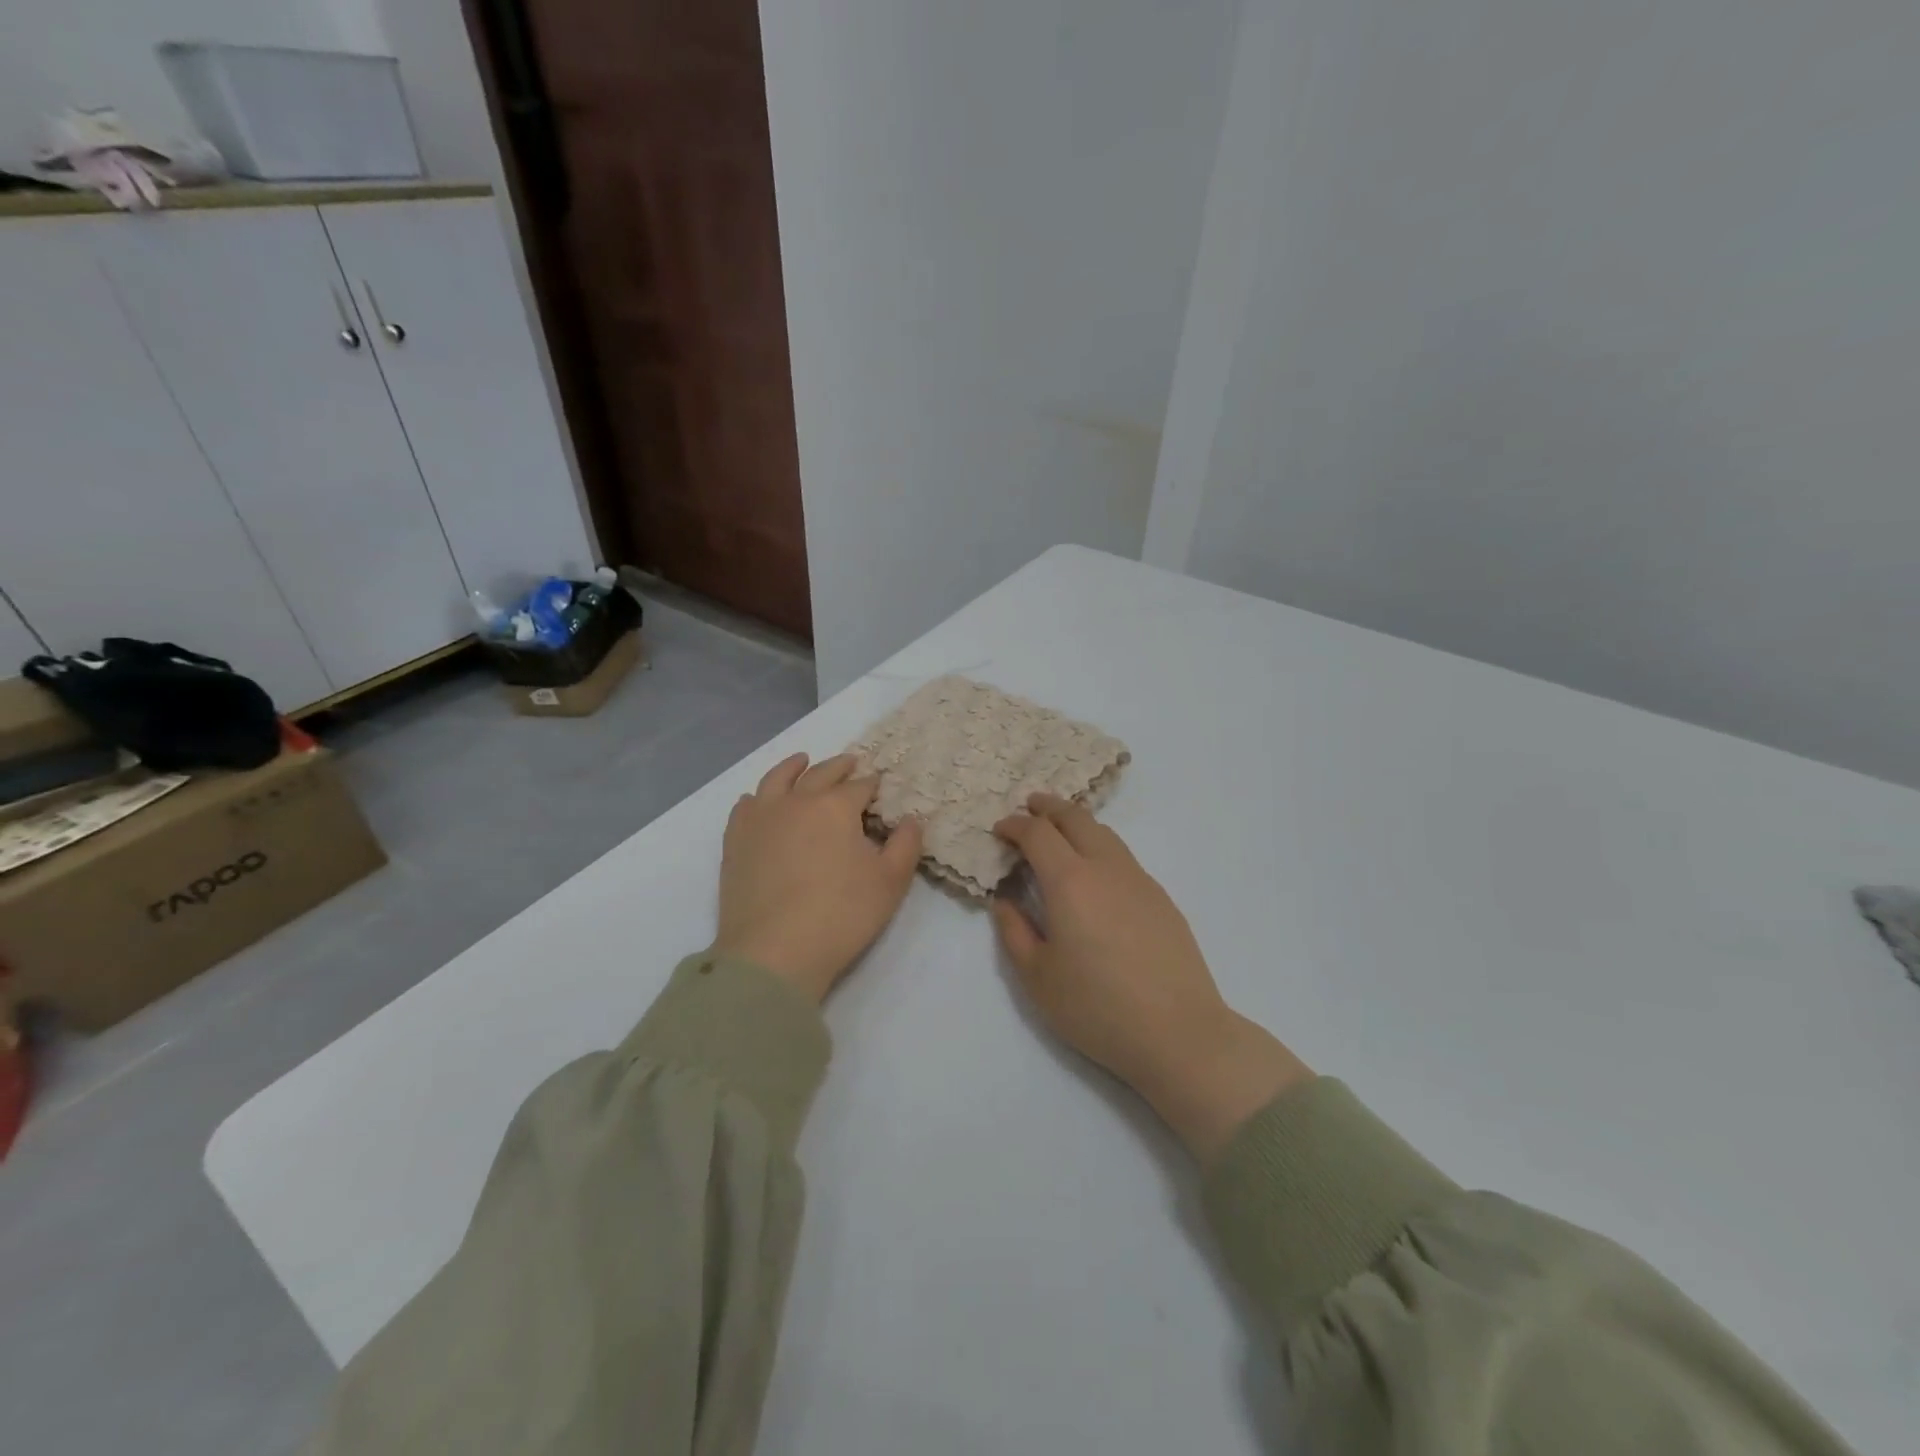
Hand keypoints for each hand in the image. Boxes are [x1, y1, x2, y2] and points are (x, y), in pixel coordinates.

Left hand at [713, 753, 922, 1002]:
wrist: (774, 952)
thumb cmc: (841, 915)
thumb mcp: (890, 882)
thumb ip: (906, 845)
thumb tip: (911, 819)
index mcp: (835, 807)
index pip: (859, 786)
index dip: (872, 784)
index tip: (880, 785)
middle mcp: (796, 802)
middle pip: (820, 774)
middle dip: (839, 767)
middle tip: (850, 763)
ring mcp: (760, 819)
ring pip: (777, 779)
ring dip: (793, 767)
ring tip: (802, 761)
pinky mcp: (736, 841)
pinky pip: (745, 806)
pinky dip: (757, 797)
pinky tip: (759, 800)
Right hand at [992, 794, 1310, 1161]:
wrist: (1179, 1033)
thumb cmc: (1097, 1008)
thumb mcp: (1037, 977)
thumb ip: (1014, 931)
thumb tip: (1004, 899)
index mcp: (1070, 882)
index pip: (1038, 834)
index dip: (1015, 825)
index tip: (1000, 830)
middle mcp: (1106, 868)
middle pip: (1076, 818)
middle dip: (1048, 807)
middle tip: (1029, 806)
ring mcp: (1139, 880)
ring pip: (1105, 834)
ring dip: (1077, 824)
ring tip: (1061, 833)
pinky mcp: (1161, 898)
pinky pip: (1123, 857)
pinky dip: (1100, 848)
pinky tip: (1096, 874)